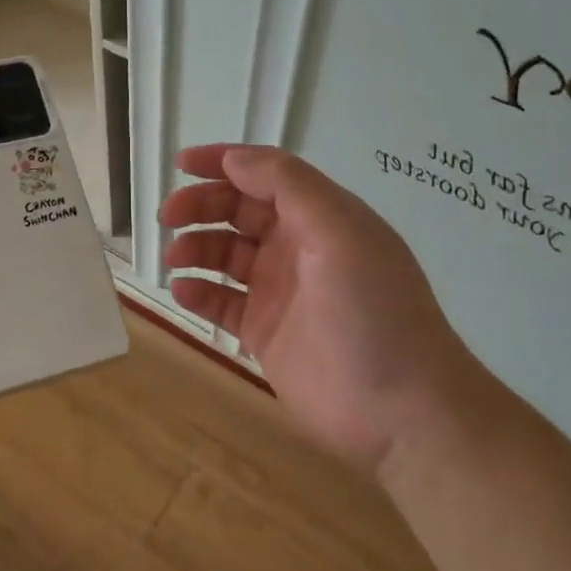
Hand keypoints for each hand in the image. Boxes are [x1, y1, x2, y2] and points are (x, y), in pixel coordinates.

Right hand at [160, 144, 485, 472]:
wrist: (402, 412)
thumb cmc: (373, 311)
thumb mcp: (340, 233)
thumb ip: (288, 187)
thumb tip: (234, 158)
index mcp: (321, 216)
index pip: (266, 174)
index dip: (224, 162)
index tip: (181, 163)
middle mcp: (298, 246)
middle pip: (238, 211)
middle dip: (201, 205)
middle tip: (168, 217)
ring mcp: (280, 291)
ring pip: (224, 254)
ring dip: (195, 248)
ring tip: (174, 259)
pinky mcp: (265, 332)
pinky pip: (221, 302)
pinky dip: (199, 292)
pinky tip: (183, 292)